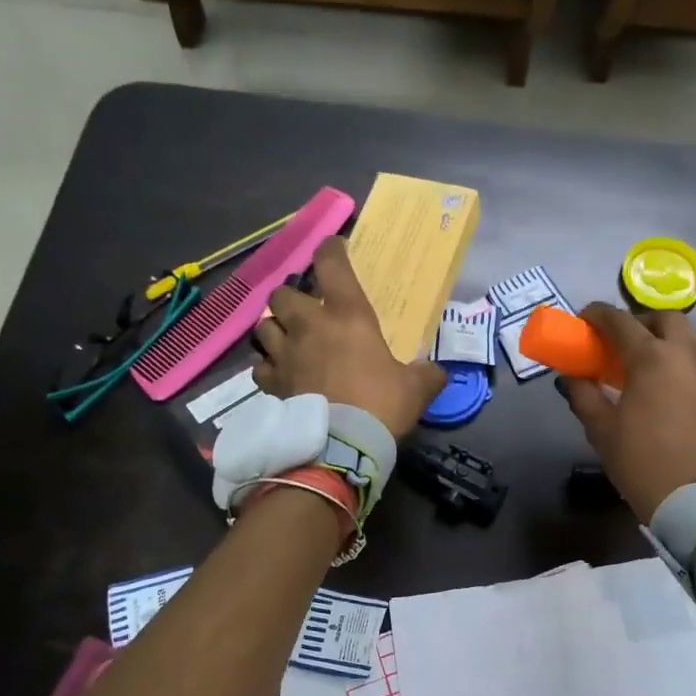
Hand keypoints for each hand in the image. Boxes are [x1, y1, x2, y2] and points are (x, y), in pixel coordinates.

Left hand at [252, 237, 444, 438]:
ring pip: (263, 326)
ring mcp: (285, 354)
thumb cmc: (381, 405)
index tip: (334, 248)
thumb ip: (426, 373)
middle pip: (282, 293)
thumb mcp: (417, 387)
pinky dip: (267, 365)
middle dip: (291, 296)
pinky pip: (259, 366)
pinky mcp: (271, 383)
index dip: (330, 249)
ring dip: (274, 328)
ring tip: (286, 338)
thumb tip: (436, 372)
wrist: (342, 447)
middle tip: (305, 309)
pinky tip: (278, 372)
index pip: (331, 264)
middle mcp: (309, 326)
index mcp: (347, 315)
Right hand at [560, 304, 695, 521]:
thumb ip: (584, 396)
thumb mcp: (601, 431)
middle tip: (630, 343)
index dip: (598, 315)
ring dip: (685, 343)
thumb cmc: (642, 465)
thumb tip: (572, 376)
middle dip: (645, 323)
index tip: (586, 320)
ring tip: (674, 360)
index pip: (619, 322)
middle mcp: (689, 356)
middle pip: (667, 320)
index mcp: (650, 360)